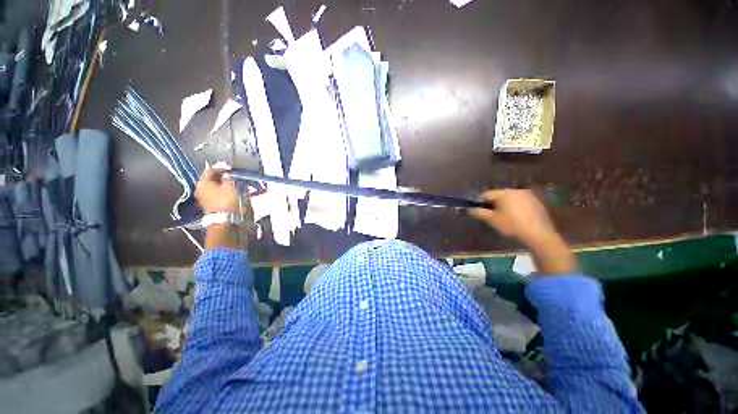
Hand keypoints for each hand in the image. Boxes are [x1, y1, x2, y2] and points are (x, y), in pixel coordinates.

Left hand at [196, 168, 251, 250]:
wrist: (227, 221)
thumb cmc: (228, 201)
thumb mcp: (231, 186)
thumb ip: (228, 177)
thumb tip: (227, 174)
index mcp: (203, 182)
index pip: (211, 170)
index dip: (222, 169)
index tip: (233, 171)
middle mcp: (200, 189)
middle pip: (212, 180)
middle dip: (223, 178)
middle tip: (235, 179)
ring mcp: (204, 199)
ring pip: (215, 188)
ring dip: (225, 186)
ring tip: (236, 187)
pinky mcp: (211, 207)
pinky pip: (217, 196)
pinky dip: (225, 194)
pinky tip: (233, 195)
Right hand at [472, 190, 557, 247]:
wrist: (538, 234)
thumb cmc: (512, 225)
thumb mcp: (492, 220)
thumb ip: (480, 213)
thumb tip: (471, 209)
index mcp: (504, 193)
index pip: (487, 194)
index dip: (481, 202)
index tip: (480, 210)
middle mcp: (516, 191)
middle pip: (499, 195)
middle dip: (494, 203)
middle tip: (492, 214)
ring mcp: (528, 195)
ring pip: (510, 198)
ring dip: (505, 205)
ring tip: (505, 217)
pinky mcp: (536, 202)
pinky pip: (521, 202)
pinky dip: (516, 207)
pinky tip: (517, 217)